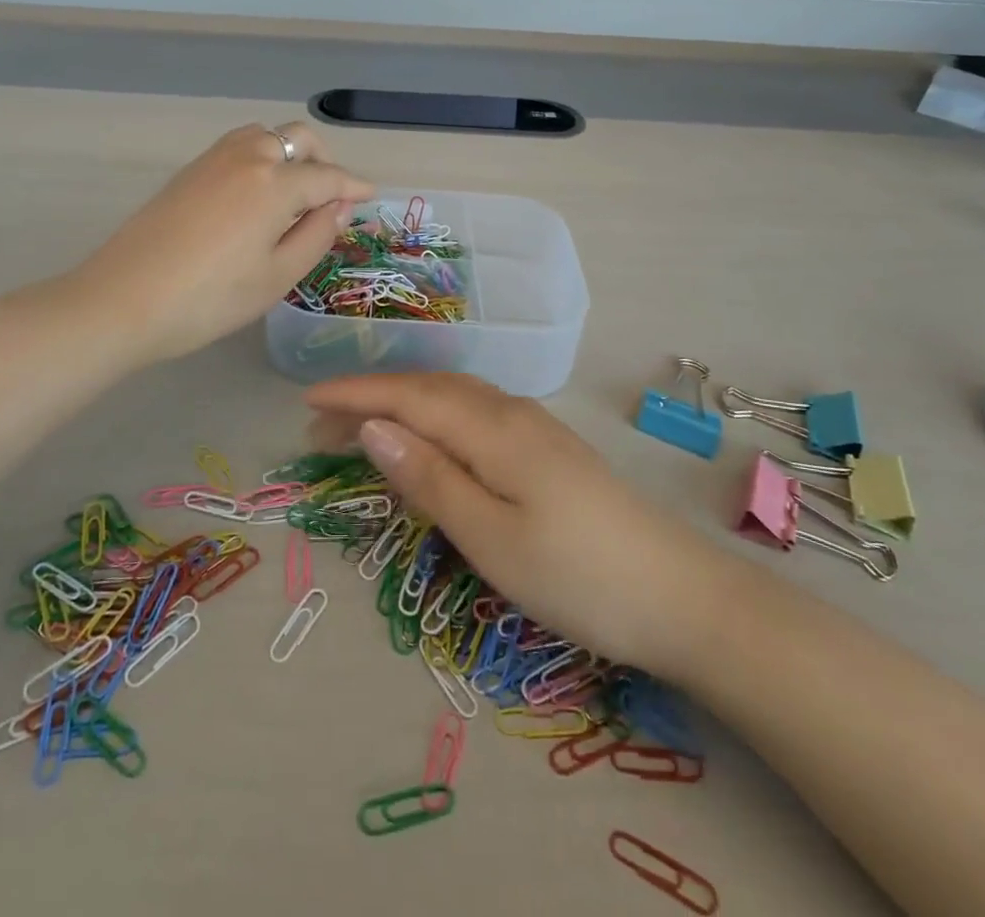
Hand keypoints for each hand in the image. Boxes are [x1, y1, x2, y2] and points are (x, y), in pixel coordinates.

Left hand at [81, 123, 372, 363]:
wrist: (123, 300)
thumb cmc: (210, 299)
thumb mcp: (276, 276)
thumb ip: (316, 235)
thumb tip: (339, 206)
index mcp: (274, 183)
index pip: (327, 177)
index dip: (353, 186)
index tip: (372, 194)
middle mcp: (245, 158)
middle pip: (296, 138)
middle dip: (322, 159)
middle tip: (330, 196)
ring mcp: (211, 161)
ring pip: (264, 136)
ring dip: (288, 153)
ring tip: (294, 192)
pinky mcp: (187, 173)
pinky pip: (237, 148)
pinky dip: (260, 158)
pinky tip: (256, 195)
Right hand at [306, 373, 733, 674]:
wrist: (679, 596)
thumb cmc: (576, 575)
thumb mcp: (490, 536)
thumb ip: (429, 478)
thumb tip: (372, 427)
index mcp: (491, 428)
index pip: (407, 396)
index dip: (354, 394)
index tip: (305, 399)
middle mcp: (510, 412)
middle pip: (427, 389)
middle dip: (371, 397)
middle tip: (319, 424)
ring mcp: (533, 426)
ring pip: (452, 397)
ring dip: (402, 404)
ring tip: (363, 428)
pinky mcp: (546, 447)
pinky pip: (474, 413)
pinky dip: (435, 415)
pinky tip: (431, 436)